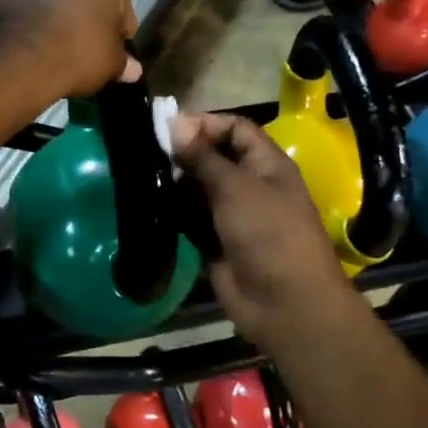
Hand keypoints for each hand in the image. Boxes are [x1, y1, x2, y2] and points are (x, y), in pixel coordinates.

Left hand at [0, 0, 137, 97]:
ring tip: (46, 53)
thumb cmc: (77, 51)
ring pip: (41, 0)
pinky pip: (11, 13)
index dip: (118, 31)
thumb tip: (132, 70)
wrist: (15, 59)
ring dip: (46, 19)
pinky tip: (19, 51)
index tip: (113, 53)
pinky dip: (17, 27)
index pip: (118, 2)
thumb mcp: (109, 63)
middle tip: (80, 52)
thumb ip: (122, 62)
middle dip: (79, 18)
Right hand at [171, 113, 372, 361]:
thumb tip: (175, 123)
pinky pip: (191, 219)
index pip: (235, 129)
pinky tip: (148, 204)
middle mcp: (250, 185)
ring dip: (175, 183)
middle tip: (147, 152)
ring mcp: (232, 216)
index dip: (205, 124)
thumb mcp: (236, 188)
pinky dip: (173, 212)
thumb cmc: (268, 234)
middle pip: (213, 157)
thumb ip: (203, 157)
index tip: (167, 127)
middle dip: (184, 153)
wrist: (285, 304)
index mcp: (266, 164)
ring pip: (199, 189)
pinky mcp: (216, 242)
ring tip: (142, 176)